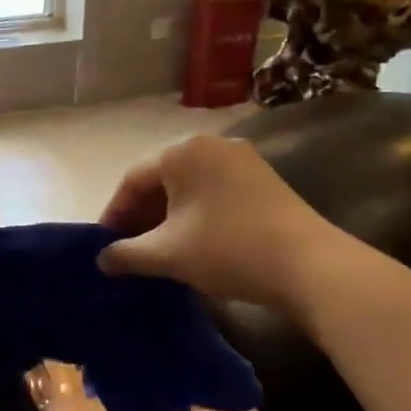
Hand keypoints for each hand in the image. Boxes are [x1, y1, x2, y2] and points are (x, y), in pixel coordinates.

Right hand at [97, 136, 345, 313]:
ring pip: (189, 188)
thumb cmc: (227, 250)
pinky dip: (196, 215)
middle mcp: (211, 145)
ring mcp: (242, 160)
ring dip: (168, 218)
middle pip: (162, 180)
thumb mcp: (168, 255)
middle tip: (129, 250)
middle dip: (142, 217)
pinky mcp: (264, 180)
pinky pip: (215, 192)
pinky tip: (194, 243)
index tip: (104, 246)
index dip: (114, 215)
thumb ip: (126, 254)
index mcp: (183, 152)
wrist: (309, 265)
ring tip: (159, 251)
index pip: (133, 180)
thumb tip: (102, 259)